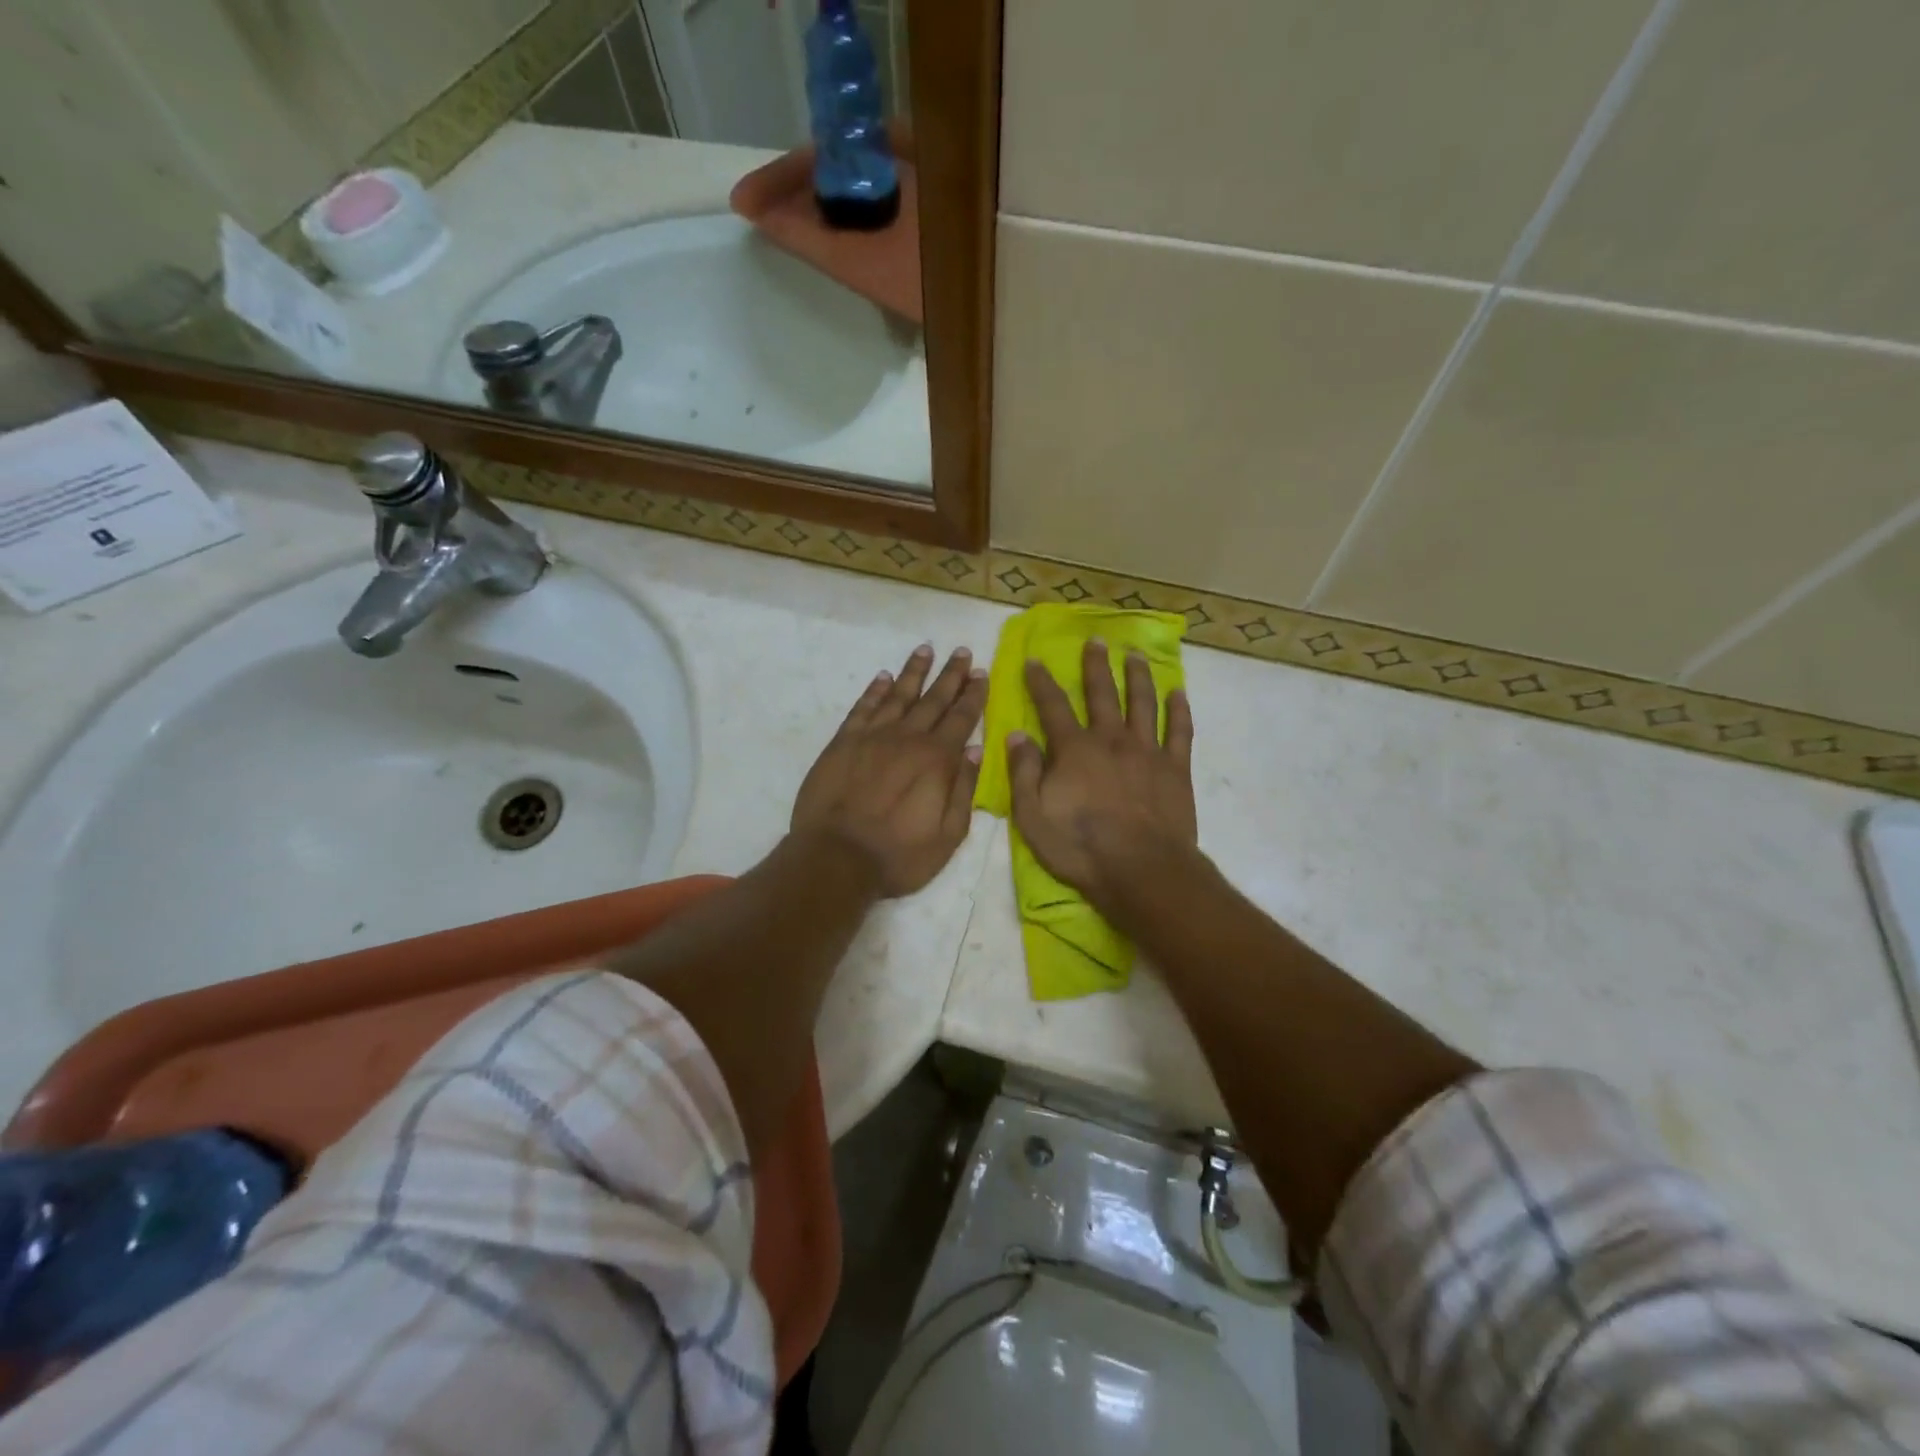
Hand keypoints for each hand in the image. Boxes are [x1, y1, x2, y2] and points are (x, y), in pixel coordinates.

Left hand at [792, 644, 987, 896]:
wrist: (836, 858)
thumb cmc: (899, 855)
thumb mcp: (948, 835)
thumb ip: (964, 790)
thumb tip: (976, 750)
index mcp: (937, 760)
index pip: (962, 718)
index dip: (973, 694)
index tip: (980, 671)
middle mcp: (908, 738)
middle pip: (934, 699)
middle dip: (950, 675)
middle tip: (961, 651)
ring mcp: (873, 737)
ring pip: (898, 694)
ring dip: (914, 672)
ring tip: (925, 649)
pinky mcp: (843, 742)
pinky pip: (863, 708)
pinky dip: (875, 690)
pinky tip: (883, 677)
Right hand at [1008, 641, 1198, 914]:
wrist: (1141, 870)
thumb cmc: (1080, 847)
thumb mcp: (1032, 815)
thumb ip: (1023, 772)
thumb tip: (1016, 735)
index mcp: (1074, 749)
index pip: (1052, 706)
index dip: (1041, 682)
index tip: (1034, 660)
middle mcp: (1111, 739)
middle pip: (1102, 693)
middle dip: (1095, 666)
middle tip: (1095, 641)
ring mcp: (1147, 751)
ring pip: (1142, 703)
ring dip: (1137, 676)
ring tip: (1134, 656)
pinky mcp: (1175, 768)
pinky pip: (1179, 731)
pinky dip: (1178, 710)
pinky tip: (1178, 693)